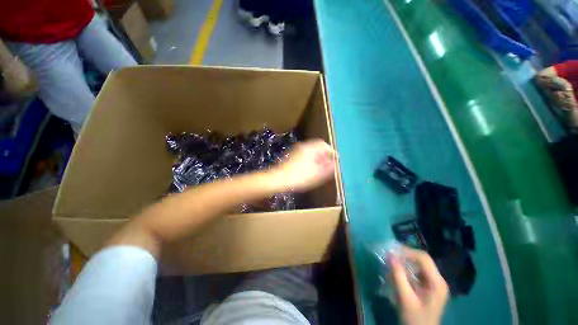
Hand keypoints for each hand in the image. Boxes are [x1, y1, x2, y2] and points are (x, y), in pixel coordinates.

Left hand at [269, 139, 335, 191]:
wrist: (278, 179)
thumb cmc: (299, 177)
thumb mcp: (317, 174)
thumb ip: (328, 168)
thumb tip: (335, 163)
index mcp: (310, 148)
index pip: (324, 145)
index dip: (332, 152)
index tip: (336, 159)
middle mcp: (303, 146)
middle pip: (317, 147)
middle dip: (325, 154)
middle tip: (329, 163)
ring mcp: (296, 150)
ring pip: (311, 151)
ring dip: (318, 157)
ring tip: (322, 166)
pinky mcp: (292, 156)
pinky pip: (305, 154)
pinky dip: (311, 159)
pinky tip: (311, 168)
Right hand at [391, 247, 448, 324]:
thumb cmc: (415, 318)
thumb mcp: (405, 298)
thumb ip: (398, 276)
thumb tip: (390, 255)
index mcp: (437, 282)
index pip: (423, 258)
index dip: (407, 252)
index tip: (392, 252)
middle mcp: (439, 280)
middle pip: (423, 259)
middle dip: (405, 255)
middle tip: (390, 255)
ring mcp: (435, 283)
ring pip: (420, 264)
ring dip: (406, 260)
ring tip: (392, 261)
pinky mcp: (429, 286)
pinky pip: (418, 271)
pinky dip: (407, 268)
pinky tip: (398, 270)